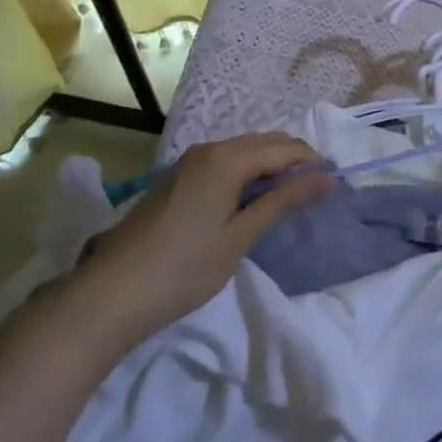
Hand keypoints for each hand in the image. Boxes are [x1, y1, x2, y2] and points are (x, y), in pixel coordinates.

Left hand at [55, 134, 332, 359]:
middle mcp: (209, 149)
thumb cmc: (182, 269)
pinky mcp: (177, 179)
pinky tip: (251, 202)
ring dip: (270, 168)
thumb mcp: (240, 237)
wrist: (107, 298)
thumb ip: (283, 200)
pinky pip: (224, 163)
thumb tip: (327, 178)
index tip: (334, 186)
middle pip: (264, 143)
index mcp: (227, 157)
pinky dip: (247, 174)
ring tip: (288, 199)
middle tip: (316, 193)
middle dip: (293, 162)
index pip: (285, 148)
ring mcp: (189, 162)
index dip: (312, 163)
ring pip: (244, 152)